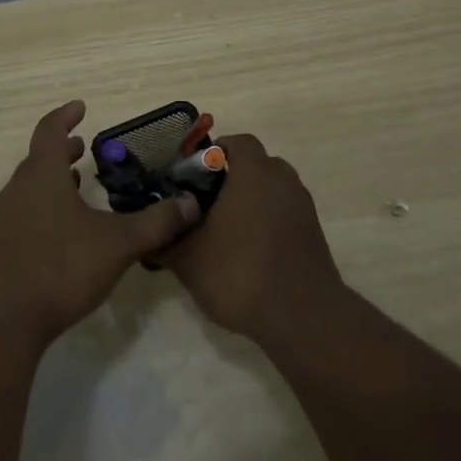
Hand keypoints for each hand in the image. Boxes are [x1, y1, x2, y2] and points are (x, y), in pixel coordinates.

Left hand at [0, 101, 199, 346]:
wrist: (4, 319)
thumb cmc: (60, 266)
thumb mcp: (117, 244)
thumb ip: (156, 223)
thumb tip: (191, 204)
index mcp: (42, 175)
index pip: (49, 130)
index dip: (65, 116)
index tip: (80, 107)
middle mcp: (19, 189)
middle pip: (38, 158)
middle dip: (61, 149)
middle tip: (83, 145)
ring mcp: (6, 219)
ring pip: (31, 186)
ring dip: (53, 178)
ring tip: (77, 182)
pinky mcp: (2, 246)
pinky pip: (26, 211)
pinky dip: (46, 205)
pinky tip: (64, 229)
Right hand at [166, 133, 344, 347]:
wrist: (303, 318)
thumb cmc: (241, 273)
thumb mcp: (189, 260)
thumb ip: (165, 241)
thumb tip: (147, 236)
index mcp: (253, 173)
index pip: (237, 142)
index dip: (215, 152)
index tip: (195, 174)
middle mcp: (282, 180)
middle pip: (257, 163)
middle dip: (233, 177)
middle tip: (207, 202)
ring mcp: (302, 206)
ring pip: (273, 188)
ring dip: (253, 199)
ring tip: (228, 228)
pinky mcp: (313, 232)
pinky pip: (286, 212)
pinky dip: (269, 220)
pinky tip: (251, 250)